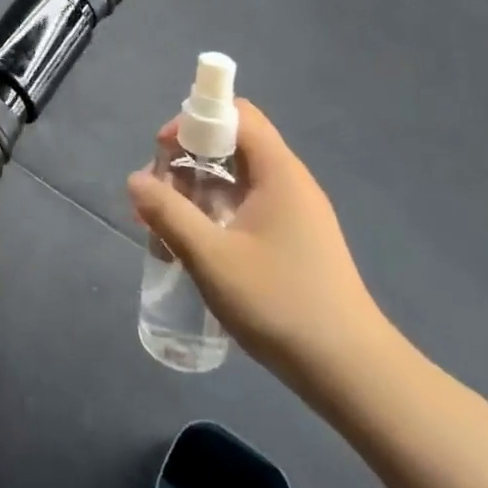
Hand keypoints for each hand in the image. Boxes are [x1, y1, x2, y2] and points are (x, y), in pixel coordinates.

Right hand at [127, 100, 389, 385]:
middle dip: (186, 162)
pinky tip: (196, 250)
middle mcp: (290, 183)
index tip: (163, 153)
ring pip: (236, 180)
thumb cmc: (279, 303)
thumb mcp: (210, 257)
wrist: (352, 373)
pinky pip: (246, 208)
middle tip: (157, 199)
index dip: (194, 120)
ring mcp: (295, 214)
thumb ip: (168, 213)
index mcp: (278, 173)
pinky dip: (215, 215)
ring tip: (166, 229)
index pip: (236, 114)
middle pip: (232, 145)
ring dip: (196, 193)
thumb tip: (136, 180)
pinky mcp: (295, 242)